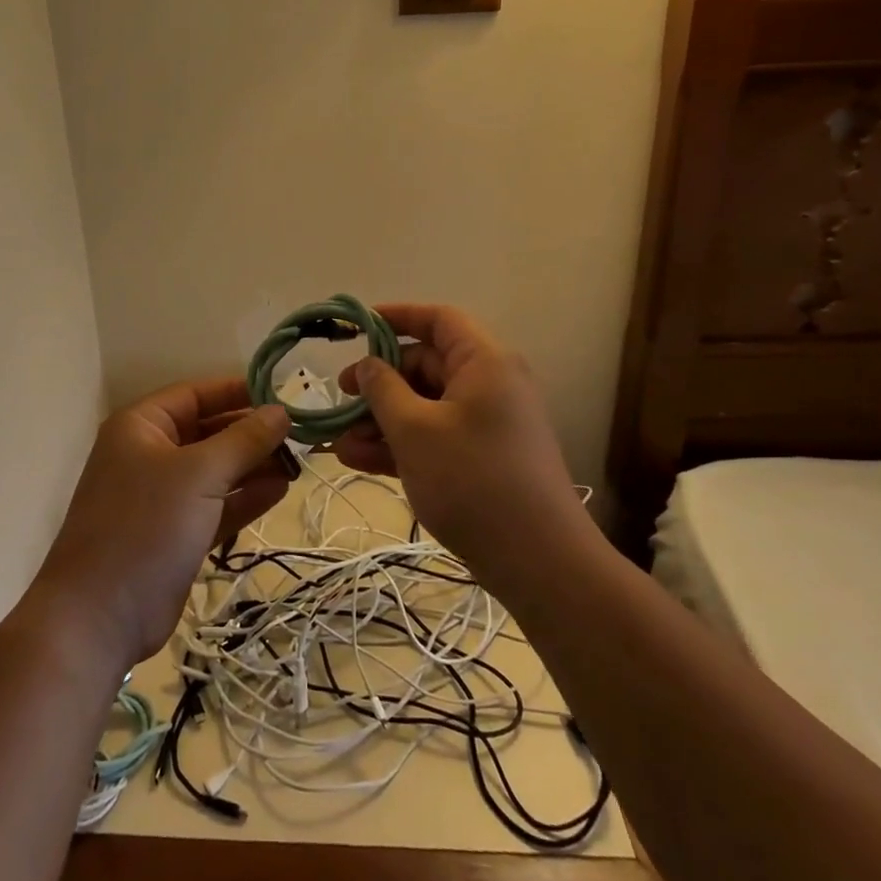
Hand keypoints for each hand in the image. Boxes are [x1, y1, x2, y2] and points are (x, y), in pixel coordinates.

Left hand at [32, 378, 291, 667]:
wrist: (99, 618)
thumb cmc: (146, 525)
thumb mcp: (199, 474)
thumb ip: (244, 440)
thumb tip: (281, 411)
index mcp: (142, 426)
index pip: (196, 394)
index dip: (238, 391)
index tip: (282, 394)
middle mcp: (150, 453)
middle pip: (209, 431)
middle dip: (251, 433)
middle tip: (299, 434)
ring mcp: (162, 496)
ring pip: (216, 469)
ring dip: (254, 465)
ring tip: (298, 463)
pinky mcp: (176, 533)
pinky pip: (216, 503)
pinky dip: (245, 496)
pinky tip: (280, 489)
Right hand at [334, 304, 592, 587]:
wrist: (540, 564)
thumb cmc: (473, 481)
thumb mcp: (415, 430)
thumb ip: (383, 390)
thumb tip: (367, 365)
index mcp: (484, 362)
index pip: (439, 320)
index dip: (397, 317)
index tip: (358, 327)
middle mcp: (490, 384)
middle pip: (427, 365)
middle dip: (380, 382)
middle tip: (341, 397)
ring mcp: (487, 424)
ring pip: (426, 405)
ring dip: (382, 420)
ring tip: (340, 442)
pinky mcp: (483, 459)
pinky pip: (436, 436)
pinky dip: (401, 443)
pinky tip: (359, 460)